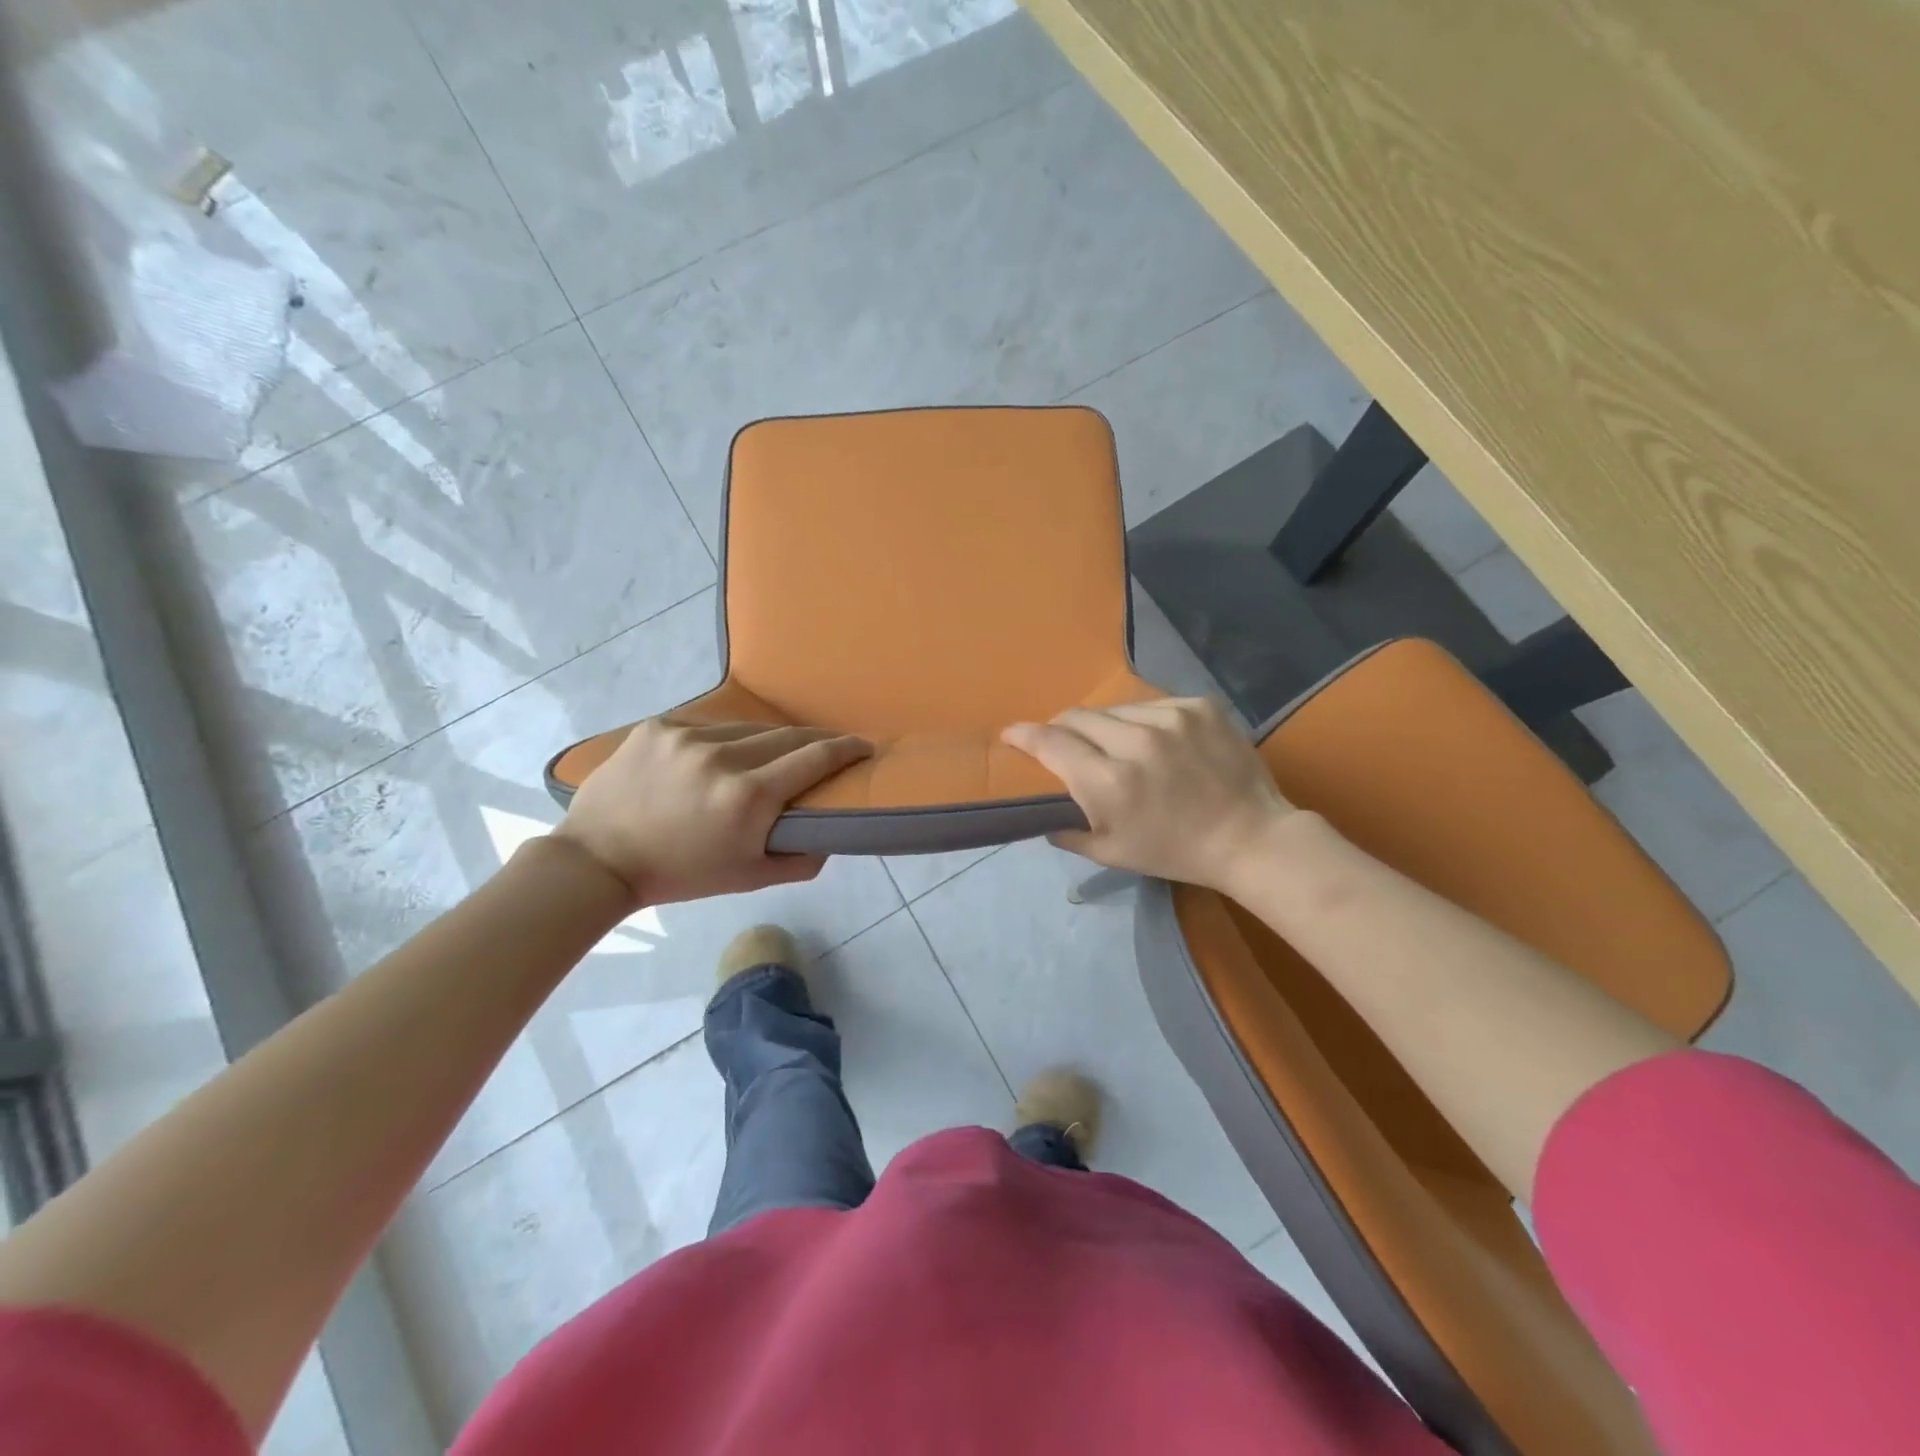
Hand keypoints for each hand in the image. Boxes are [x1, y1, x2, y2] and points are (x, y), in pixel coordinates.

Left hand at [553, 720, 871, 906]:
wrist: (598, 860)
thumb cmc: (680, 874)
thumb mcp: (749, 878)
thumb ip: (801, 860)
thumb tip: (831, 837)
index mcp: (749, 796)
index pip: (814, 759)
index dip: (846, 749)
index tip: (864, 744)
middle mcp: (722, 757)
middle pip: (787, 736)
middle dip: (815, 741)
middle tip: (828, 747)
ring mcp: (687, 736)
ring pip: (747, 729)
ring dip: (767, 741)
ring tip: (770, 755)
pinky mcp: (659, 726)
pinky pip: (708, 726)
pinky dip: (723, 740)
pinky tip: (718, 756)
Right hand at [1002, 697, 1294, 891]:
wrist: (1251, 837)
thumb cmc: (1176, 852)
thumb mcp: (1112, 854)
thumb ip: (1068, 832)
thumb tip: (1041, 814)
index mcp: (1110, 782)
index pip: (1050, 742)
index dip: (1023, 735)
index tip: (1010, 734)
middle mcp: (1136, 741)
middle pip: (1077, 717)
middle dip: (1062, 729)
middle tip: (1066, 745)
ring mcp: (1172, 718)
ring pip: (1114, 709)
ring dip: (1104, 725)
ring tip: (1116, 746)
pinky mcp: (1199, 706)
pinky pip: (1152, 704)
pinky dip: (1143, 721)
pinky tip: (1156, 741)